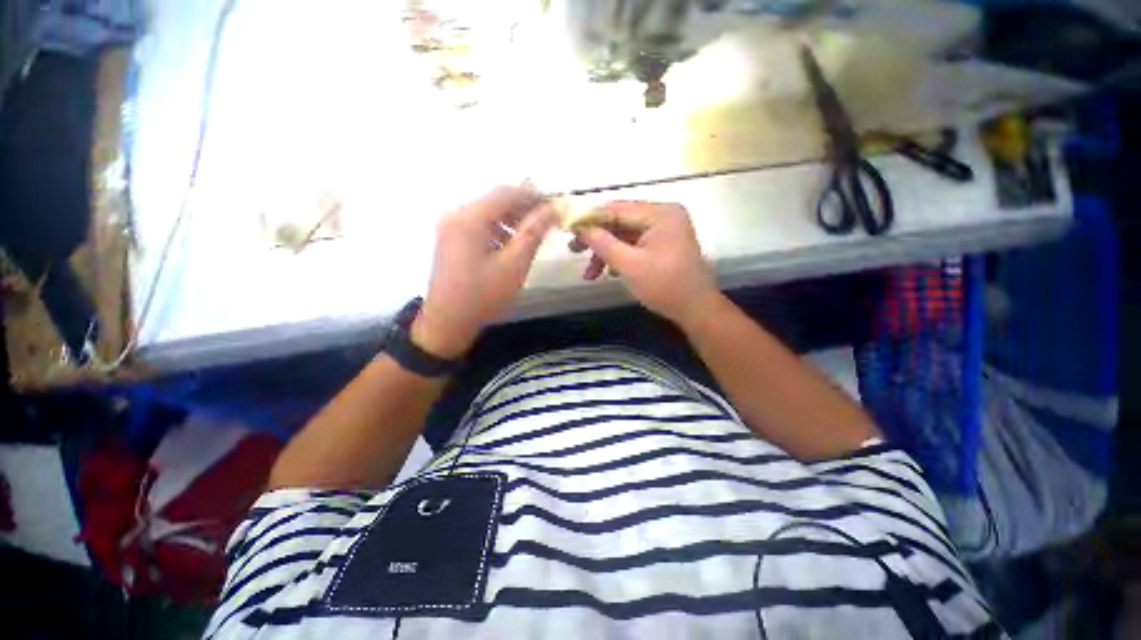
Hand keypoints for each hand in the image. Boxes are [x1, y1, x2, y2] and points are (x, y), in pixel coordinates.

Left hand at [412, 186, 555, 358]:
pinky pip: (478, 224)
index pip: (505, 192)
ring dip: (510, 219)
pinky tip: (508, 246)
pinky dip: (497, 229)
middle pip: (494, 200)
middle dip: (522, 208)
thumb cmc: (483, 295)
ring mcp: (450, 226)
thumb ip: (533, 232)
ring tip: (530, 236)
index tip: (554, 206)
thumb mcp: (514, 264)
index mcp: (469, 218)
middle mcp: (455, 214)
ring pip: (487, 212)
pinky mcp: (450, 239)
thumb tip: (552, 208)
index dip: (533, 196)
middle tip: (545, 223)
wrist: (447, 323)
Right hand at [571, 201, 719, 326]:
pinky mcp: (661, 245)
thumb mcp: (629, 265)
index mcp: (660, 213)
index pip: (617, 208)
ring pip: (624, 235)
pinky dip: (619, 257)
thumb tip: (580, 227)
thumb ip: (603, 243)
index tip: (568, 230)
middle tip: (573, 251)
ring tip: (590, 275)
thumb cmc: (664, 286)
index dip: (590, 218)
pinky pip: (633, 245)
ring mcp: (663, 231)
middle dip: (597, 240)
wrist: (695, 310)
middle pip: (619, 221)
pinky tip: (608, 273)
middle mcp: (662, 216)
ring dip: (605, 253)